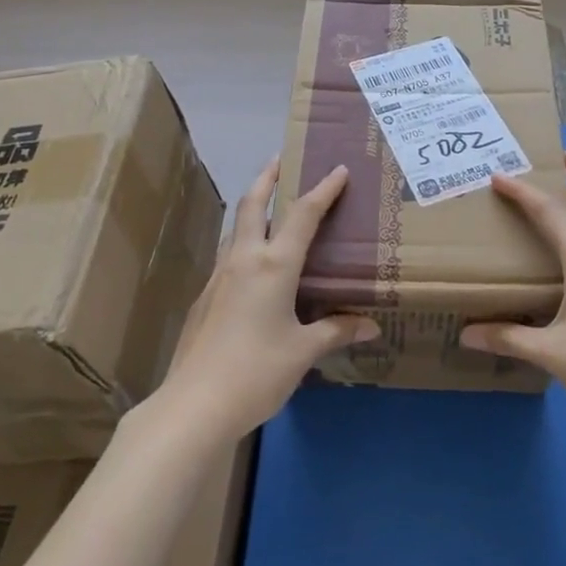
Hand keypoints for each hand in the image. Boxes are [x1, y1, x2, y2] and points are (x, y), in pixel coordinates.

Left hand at [156, 157, 376, 443]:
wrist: (194, 404)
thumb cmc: (256, 372)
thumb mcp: (303, 351)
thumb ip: (337, 331)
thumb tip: (370, 325)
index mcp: (273, 265)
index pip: (303, 215)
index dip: (323, 190)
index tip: (339, 169)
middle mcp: (244, 260)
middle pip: (253, 204)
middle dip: (268, 177)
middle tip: (282, 160)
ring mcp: (218, 277)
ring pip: (235, 228)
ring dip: (252, 207)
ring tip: (268, 205)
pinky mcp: (204, 297)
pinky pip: (229, 255)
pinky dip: (243, 241)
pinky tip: (253, 263)